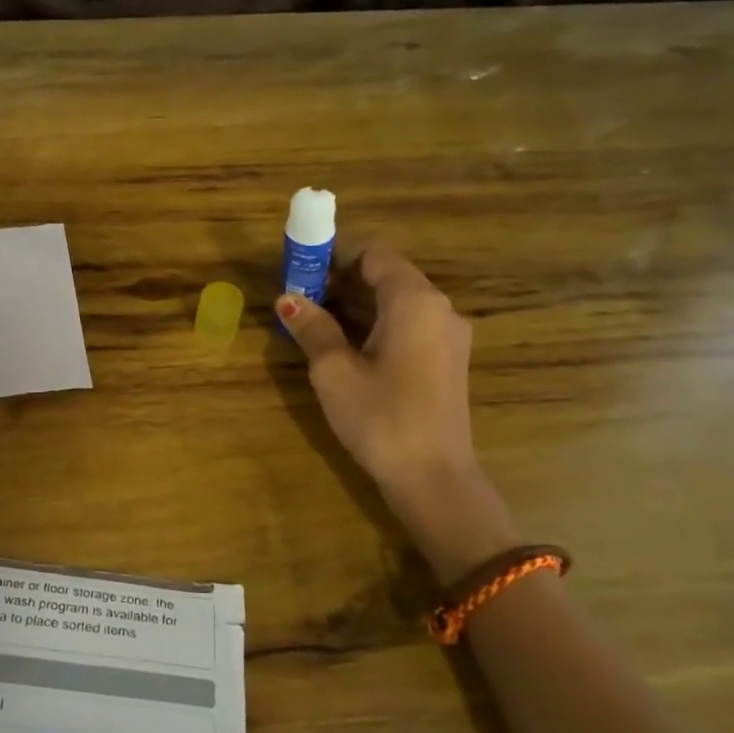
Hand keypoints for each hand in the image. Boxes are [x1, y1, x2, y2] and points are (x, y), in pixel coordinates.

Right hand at [276, 244, 513, 574]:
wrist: (433, 478)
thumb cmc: (381, 417)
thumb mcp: (334, 370)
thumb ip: (313, 327)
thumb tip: (287, 299)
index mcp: (414, 300)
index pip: (374, 253)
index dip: (335, 255)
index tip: (301, 269)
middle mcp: (438, 309)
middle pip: (387, 275)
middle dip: (341, 280)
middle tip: (299, 296)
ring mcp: (447, 336)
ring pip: (397, 302)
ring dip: (356, 304)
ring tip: (314, 320)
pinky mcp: (446, 361)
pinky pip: (408, 325)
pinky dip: (376, 324)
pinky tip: (345, 345)